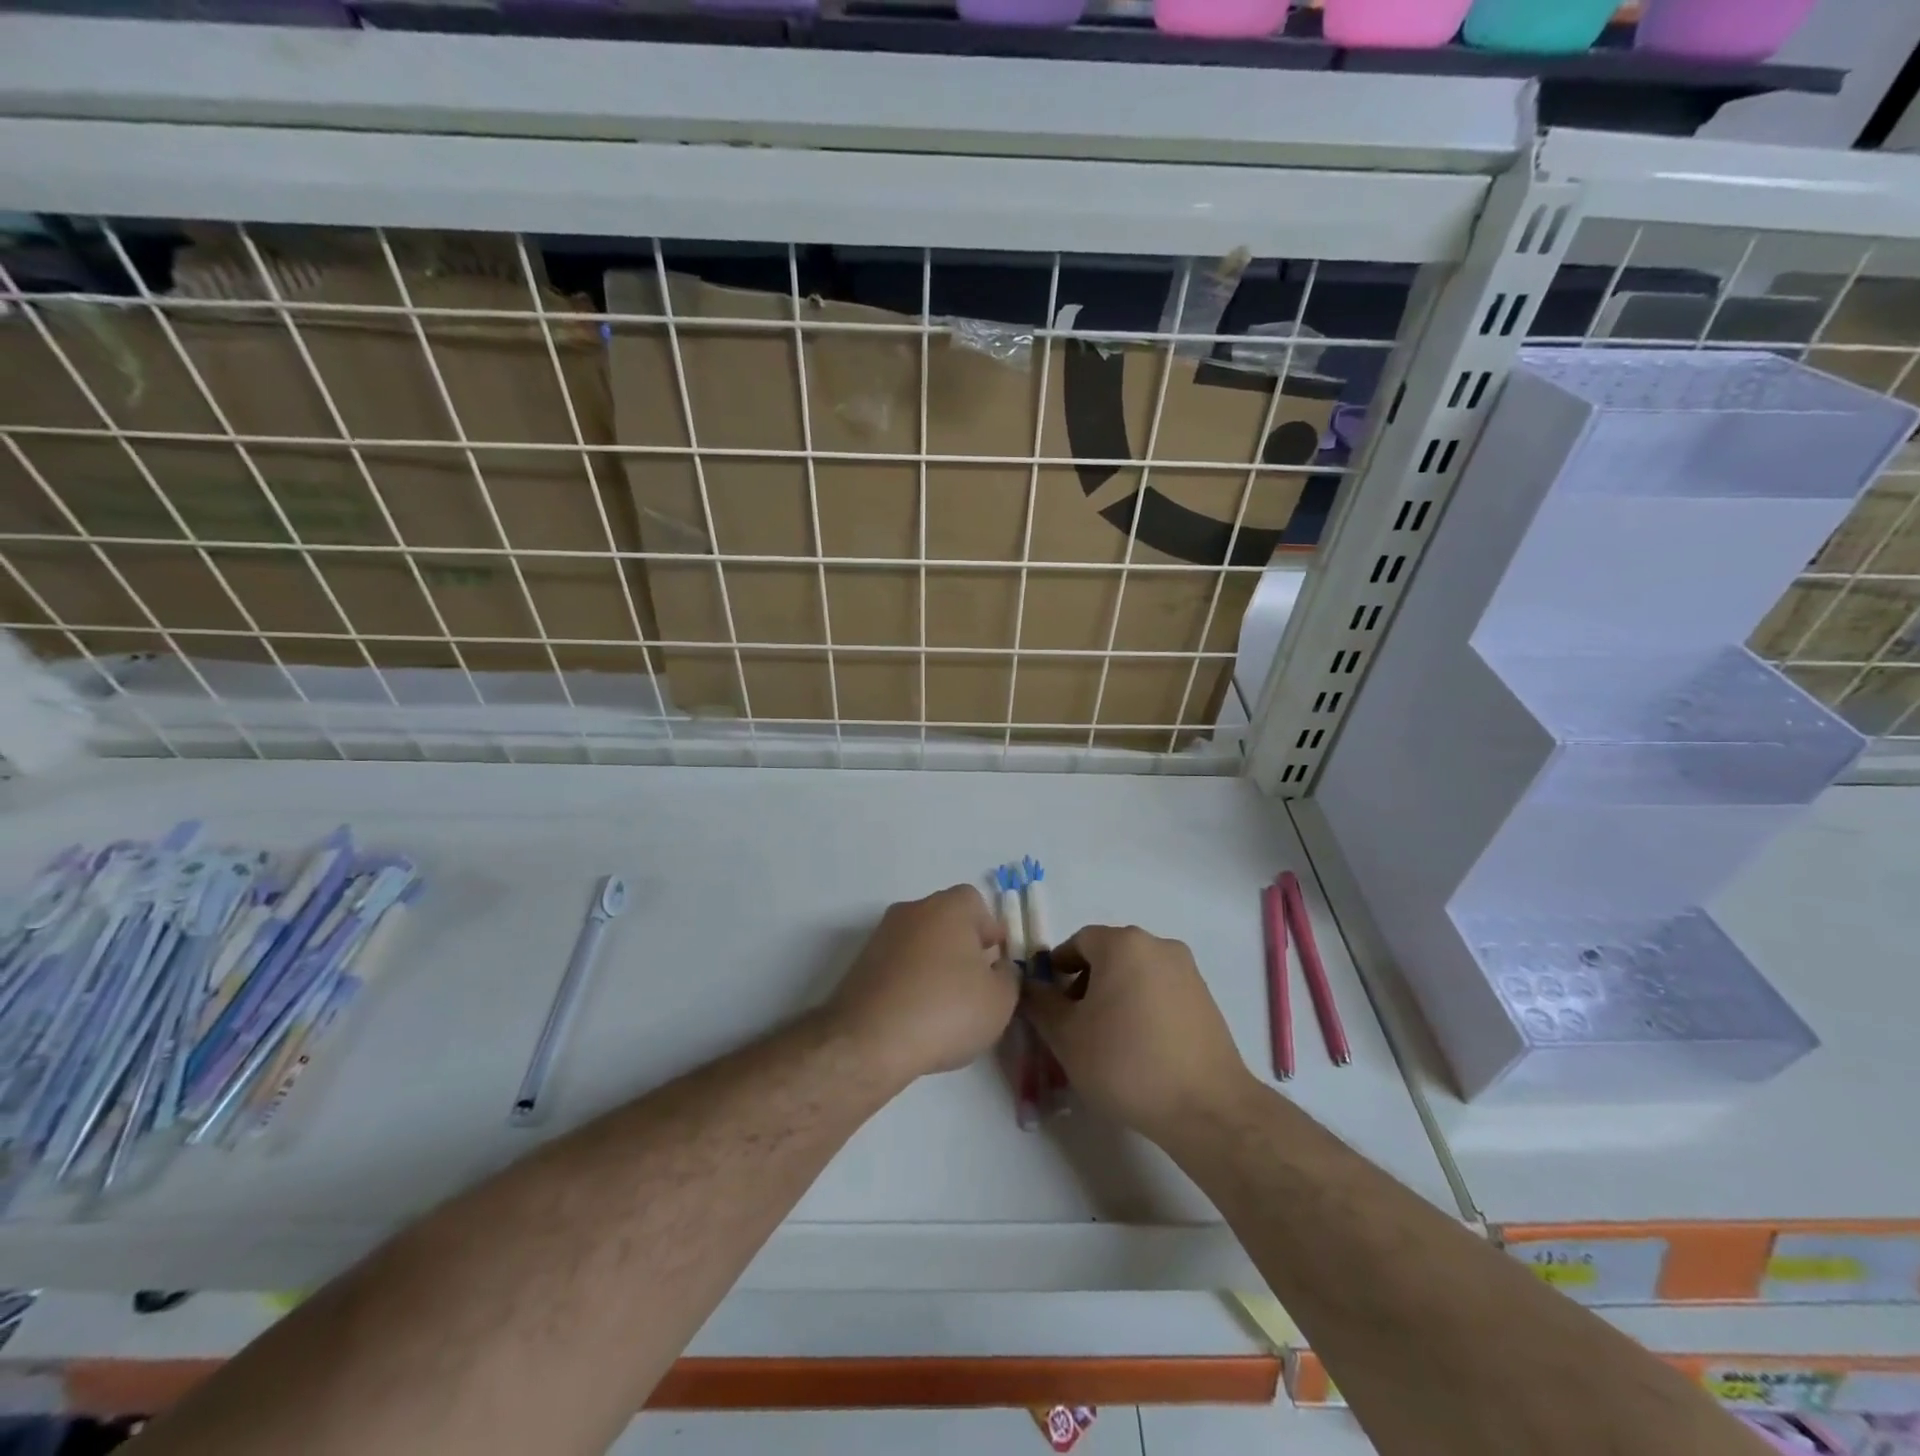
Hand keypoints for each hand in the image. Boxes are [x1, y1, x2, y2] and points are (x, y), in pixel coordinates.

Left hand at [830, 885, 1018, 1083]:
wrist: (869, 1040)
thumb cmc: (946, 1010)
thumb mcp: (1000, 1000)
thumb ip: (1008, 976)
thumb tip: (997, 968)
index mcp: (949, 907)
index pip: (976, 903)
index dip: (990, 931)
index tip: (995, 964)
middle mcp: (913, 910)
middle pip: (946, 920)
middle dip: (962, 947)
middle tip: (974, 987)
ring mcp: (882, 935)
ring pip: (920, 943)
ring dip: (934, 965)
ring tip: (944, 1008)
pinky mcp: (861, 964)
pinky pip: (897, 965)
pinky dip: (909, 982)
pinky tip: (915, 1016)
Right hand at [1024, 924, 1255, 1143]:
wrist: (1206, 1107)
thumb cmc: (1126, 1063)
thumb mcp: (1066, 1035)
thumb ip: (1040, 1003)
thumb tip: (1031, 985)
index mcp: (1123, 943)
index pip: (1078, 942)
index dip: (1057, 969)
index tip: (1049, 1003)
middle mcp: (1159, 946)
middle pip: (1109, 955)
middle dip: (1086, 984)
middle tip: (1074, 1024)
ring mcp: (1187, 972)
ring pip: (1136, 974)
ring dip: (1115, 996)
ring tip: (1106, 1041)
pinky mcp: (1206, 999)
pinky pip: (1161, 992)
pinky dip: (1143, 1008)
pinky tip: (1139, 1048)